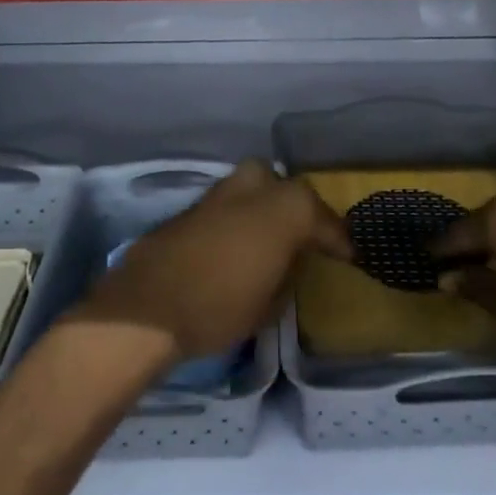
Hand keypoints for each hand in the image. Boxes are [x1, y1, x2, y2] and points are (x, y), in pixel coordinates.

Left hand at [73, 161, 349, 363]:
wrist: (147, 306)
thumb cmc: (219, 307)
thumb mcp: (270, 305)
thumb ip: (286, 275)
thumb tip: (288, 263)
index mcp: (286, 208)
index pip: (324, 219)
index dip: (338, 239)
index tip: (348, 255)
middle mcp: (256, 187)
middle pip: (287, 189)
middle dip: (297, 209)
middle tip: (302, 237)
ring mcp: (221, 192)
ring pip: (254, 187)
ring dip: (265, 208)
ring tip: (268, 240)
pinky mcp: (193, 204)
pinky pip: (229, 204)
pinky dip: (238, 218)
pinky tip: (235, 244)